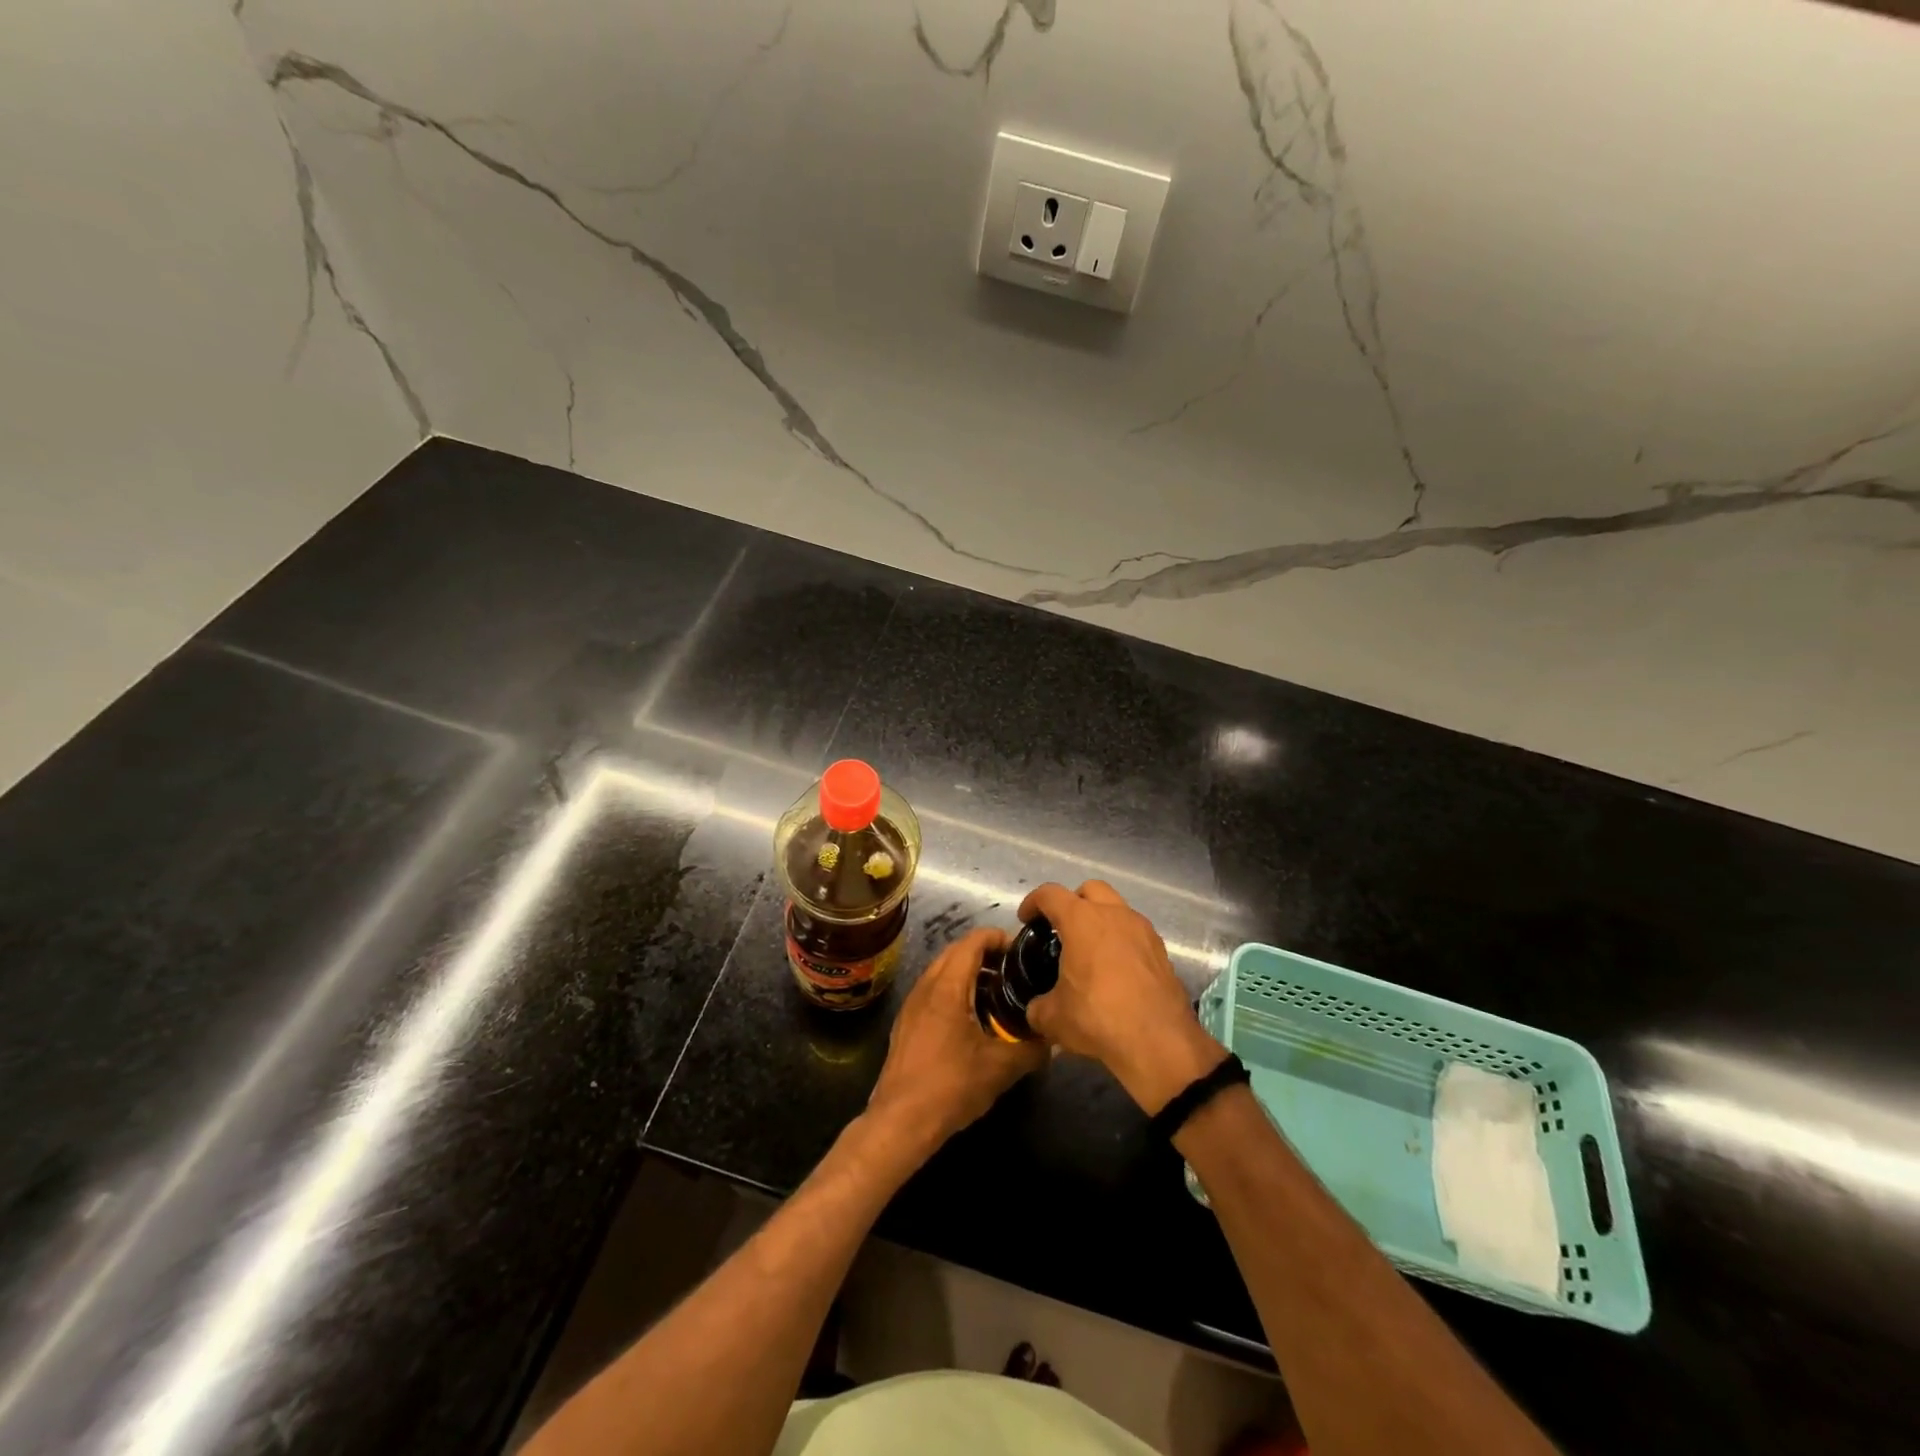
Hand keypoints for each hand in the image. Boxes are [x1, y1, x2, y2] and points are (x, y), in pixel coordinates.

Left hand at [864, 927, 1046, 1165]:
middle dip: (985, 953)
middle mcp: (925, 986)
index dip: (998, 938)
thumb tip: (1054, 1039)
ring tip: (997, 992)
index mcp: (947, 987)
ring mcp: (912, 1004)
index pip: (972, 942)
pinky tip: (973, 1017)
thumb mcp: (1001, 1068)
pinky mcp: (906, 1023)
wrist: (900, 1122)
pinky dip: (954, 990)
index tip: (1022, 950)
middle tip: (1014, 970)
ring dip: (968, 972)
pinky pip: (933, 990)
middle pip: (956, 951)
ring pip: (942, 971)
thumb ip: (1032, 1049)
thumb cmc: (951, 1087)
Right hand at [1019, 881, 1224, 1114]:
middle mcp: (1114, 914)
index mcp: (1081, 920)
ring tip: (1089, 951)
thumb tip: (1036, 1008)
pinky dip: (1121, 941)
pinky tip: (1115, 971)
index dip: (1033, 903)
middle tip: (1061, 929)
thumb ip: (1038, 1006)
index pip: (1050, 894)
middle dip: (1072, 902)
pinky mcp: (1161, 951)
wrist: (1159, 1042)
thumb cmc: (1098, 1018)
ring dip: (1100, 920)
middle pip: (1089, 890)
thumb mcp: (1053, 1018)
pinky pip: (1135, 933)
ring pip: (1117, 909)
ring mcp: (1143, 930)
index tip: (1026, 920)